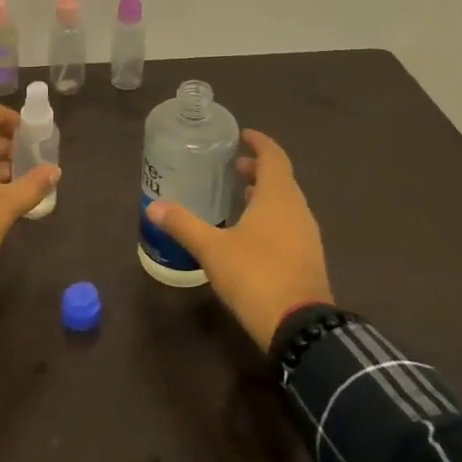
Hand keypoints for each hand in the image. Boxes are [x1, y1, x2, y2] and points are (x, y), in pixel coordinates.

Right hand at [145, 130, 331, 348]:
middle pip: (281, 178)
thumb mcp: (212, 249)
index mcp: (278, 196)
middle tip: (233, 167)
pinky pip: (289, 223)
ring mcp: (307, 235)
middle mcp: (298, 209)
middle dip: (258, 169)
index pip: (273, 156)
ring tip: (239, 196)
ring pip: (286, 202)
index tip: (243, 135)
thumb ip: (183, 225)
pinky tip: (251, 233)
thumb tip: (153, 207)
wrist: (299, 325)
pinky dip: (271, 216)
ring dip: (265, 194)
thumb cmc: (255, 275)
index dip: (259, 143)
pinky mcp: (308, 258)